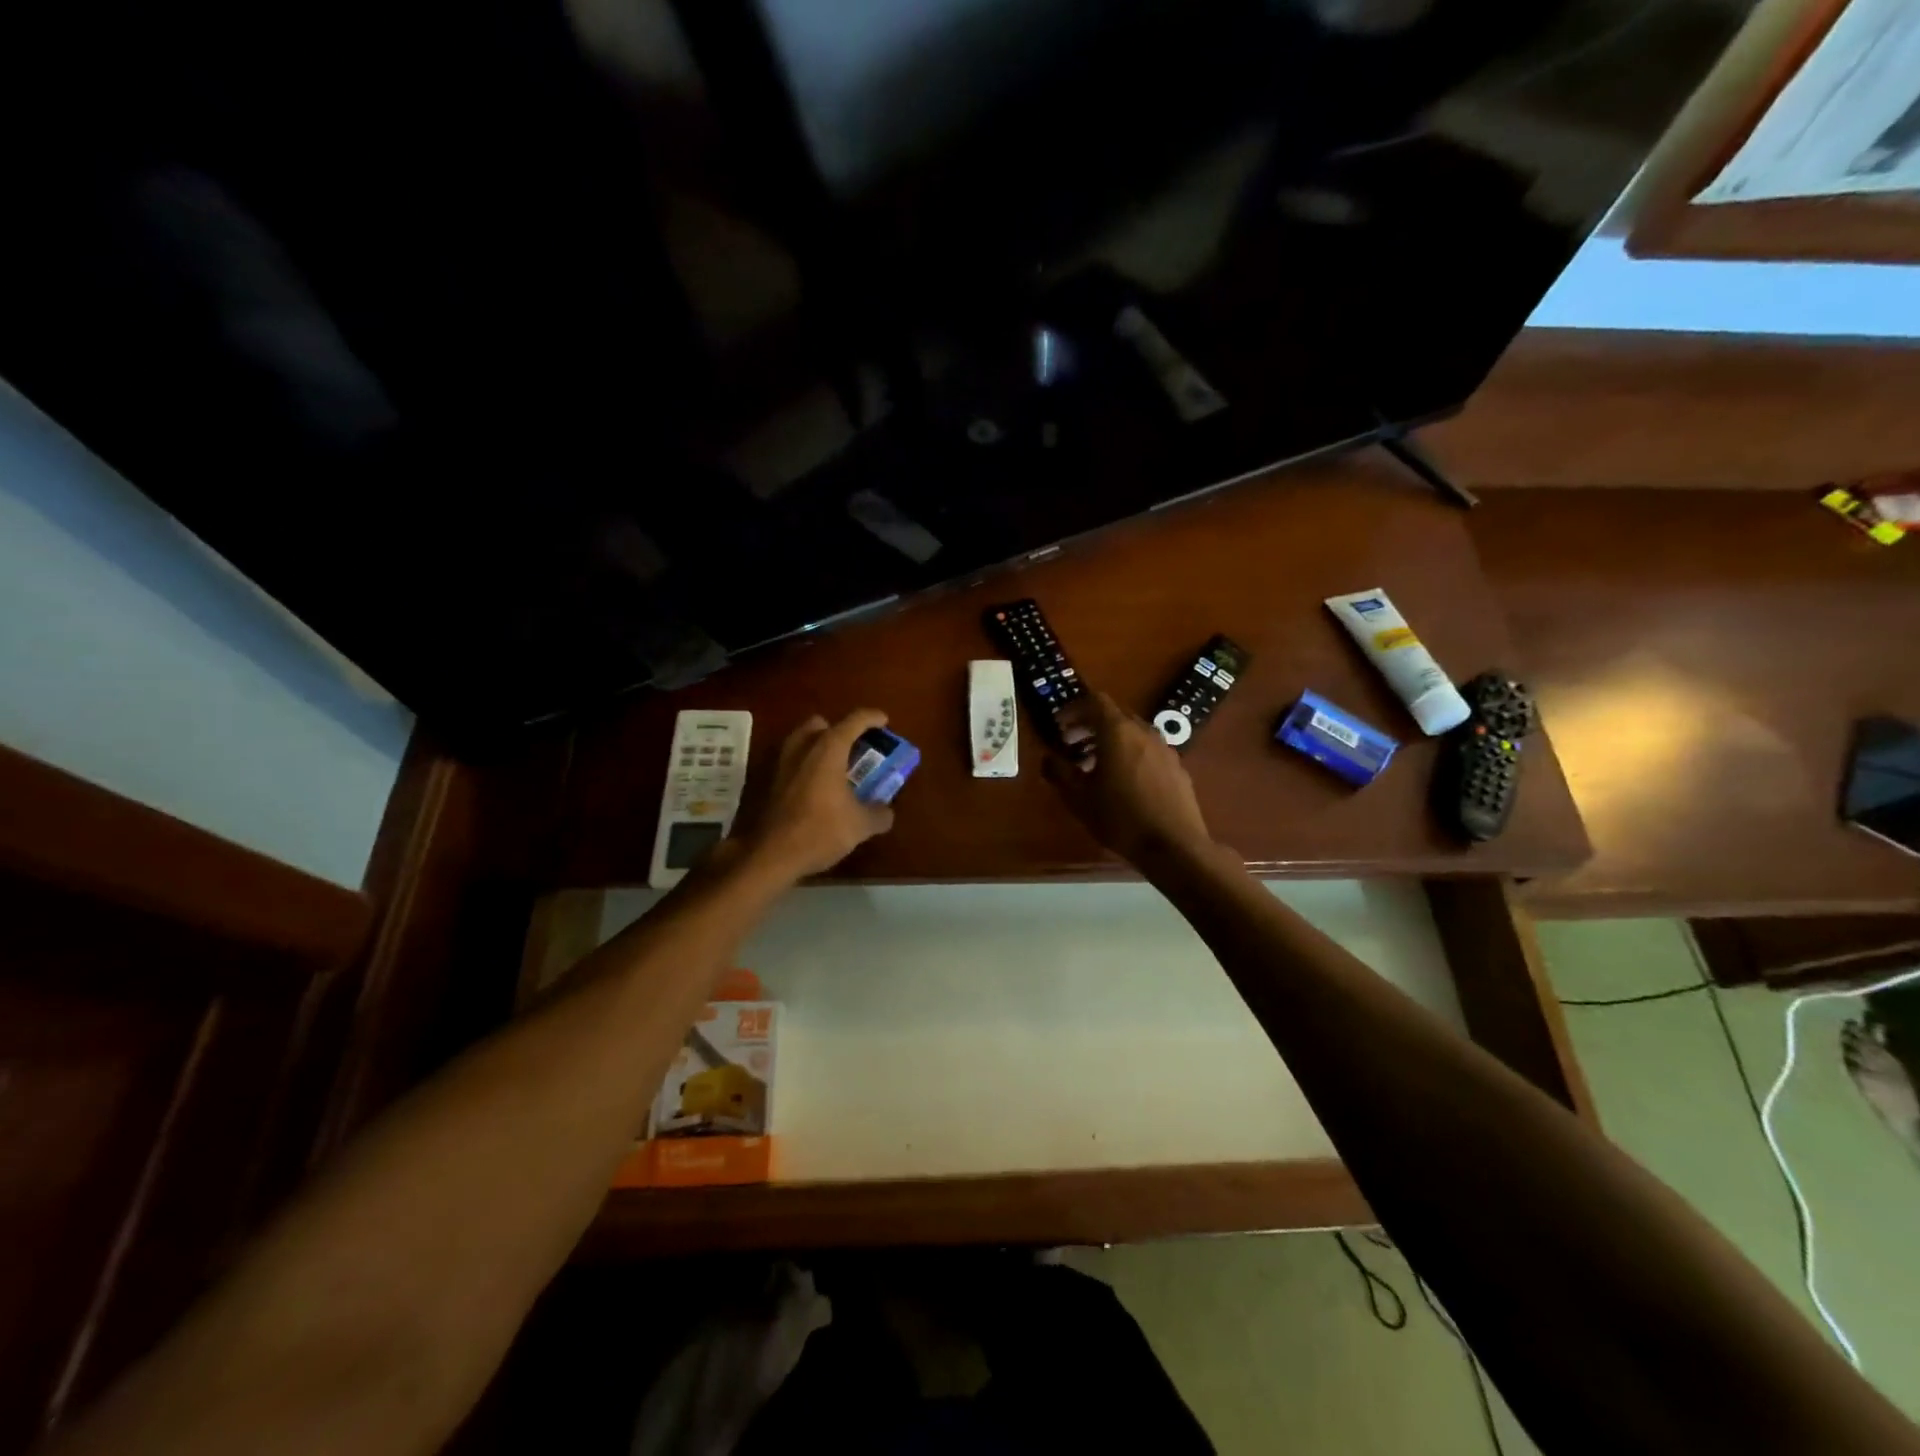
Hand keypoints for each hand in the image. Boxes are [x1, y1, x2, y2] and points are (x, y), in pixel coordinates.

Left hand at [743, 709, 895, 880]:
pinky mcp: (770, 783)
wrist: (772, 854)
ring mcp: (782, 764)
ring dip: (819, 748)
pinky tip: (817, 789)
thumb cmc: (821, 830)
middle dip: (838, 730)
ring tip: (836, 768)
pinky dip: (806, 767)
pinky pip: (792, 763)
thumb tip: (886, 812)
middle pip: (821, 725)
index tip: (884, 721)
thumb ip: (879, 814)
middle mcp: (803, 748)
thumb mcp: (861, 825)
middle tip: (854, 748)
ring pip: (802, 742)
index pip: (854, 721)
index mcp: (828, 749)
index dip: (872, 718)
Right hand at [1043, 691, 1214, 868]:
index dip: (1074, 709)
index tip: (1060, 726)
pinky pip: (1148, 751)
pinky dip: (1130, 755)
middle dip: (1090, 726)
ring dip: (1111, 742)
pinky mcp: (1177, 768)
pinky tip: (1124, 783)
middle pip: (1115, 715)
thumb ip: (1060, 772)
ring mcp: (1165, 749)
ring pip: (1133, 733)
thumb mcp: (1079, 798)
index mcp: (1117, 732)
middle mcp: (1144, 732)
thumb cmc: (1120, 818)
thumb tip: (1048, 758)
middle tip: (1072, 745)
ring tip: (1095, 767)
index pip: (1095, 701)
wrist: (1173, 846)